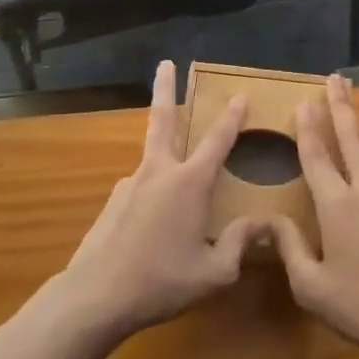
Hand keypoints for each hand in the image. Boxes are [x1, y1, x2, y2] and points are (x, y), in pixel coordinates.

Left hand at [58, 61, 261, 341]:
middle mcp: (159, 172)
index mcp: (189, 183)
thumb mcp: (213, 273)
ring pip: (152, 157)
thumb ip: (239, 244)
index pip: (217, 141)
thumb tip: (263, 223)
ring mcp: (131, 184)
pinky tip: (151, 228)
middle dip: (166, 87)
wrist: (95, 296)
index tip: (240, 94)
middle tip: (165, 62)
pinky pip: (140, 190)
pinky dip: (151, 196)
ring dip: (163, 151)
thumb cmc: (161, 281)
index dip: (232, 117)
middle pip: (164, 119)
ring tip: (176, 187)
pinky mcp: (113, 201)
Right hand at [269, 74, 358, 358]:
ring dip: (356, 134)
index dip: (308, 128)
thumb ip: (290, 249)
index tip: (303, 101)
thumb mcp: (312, 287)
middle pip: (352, 139)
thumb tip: (270, 221)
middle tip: (338, 78)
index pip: (317, 157)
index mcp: (338, 205)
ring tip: (348, 120)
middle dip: (343, 106)